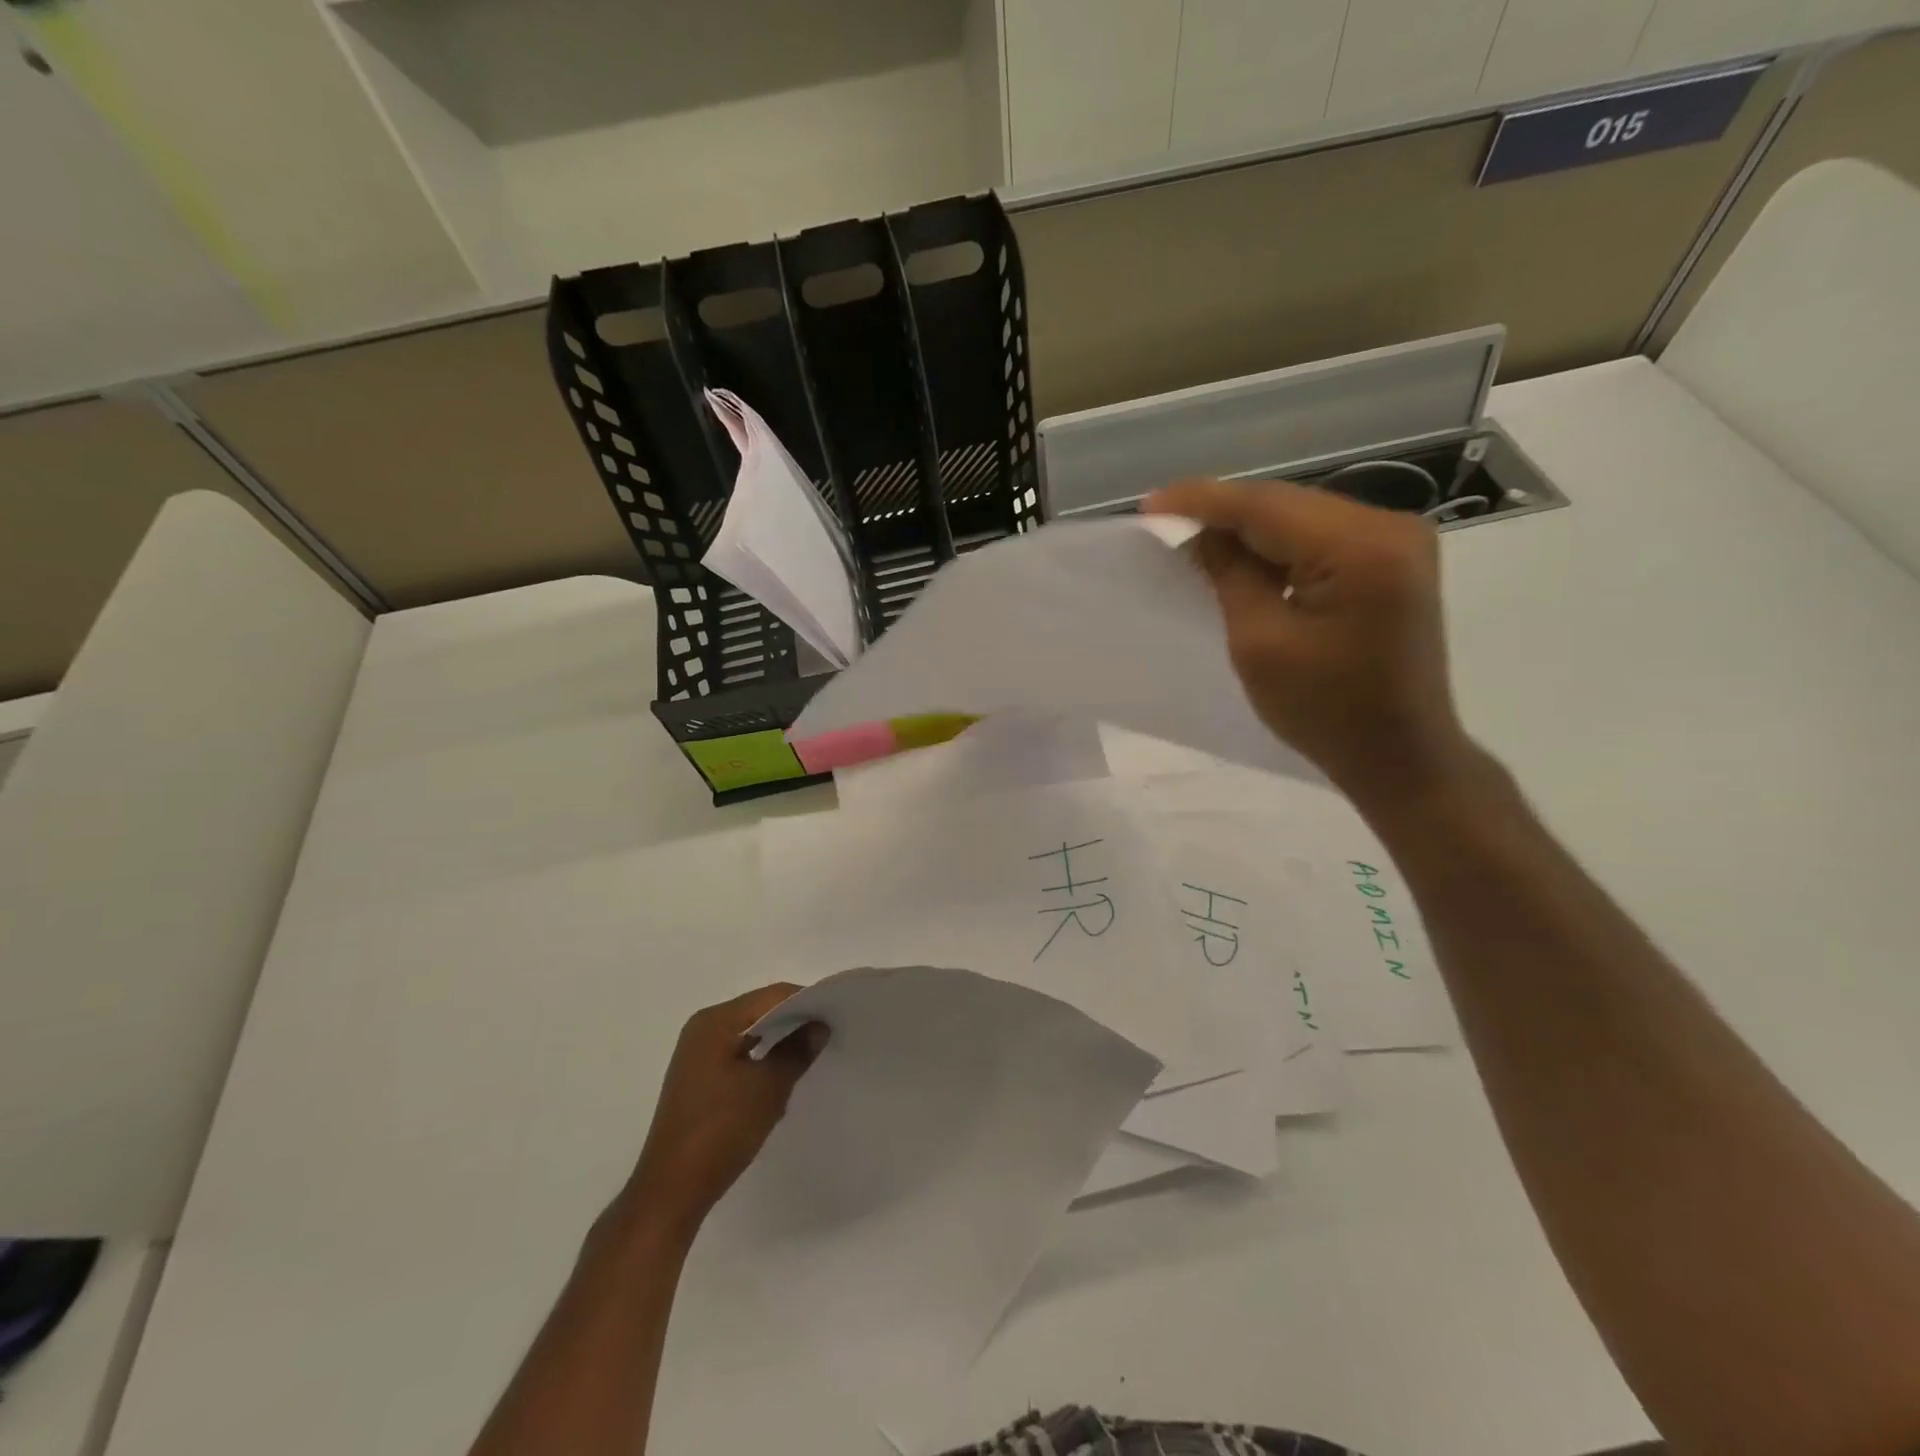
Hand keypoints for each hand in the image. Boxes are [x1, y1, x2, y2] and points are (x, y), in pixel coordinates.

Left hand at [618, 984, 824, 1240]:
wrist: (672, 1191)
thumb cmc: (721, 1130)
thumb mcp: (768, 1087)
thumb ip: (797, 1050)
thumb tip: (820, 1025)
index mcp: (715, 1021)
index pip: (772, 996)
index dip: (807, 1001)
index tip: (837, 1014)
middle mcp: (703, 1028)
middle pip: (759, 1011)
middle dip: (794, 1020)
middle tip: (829, 1033)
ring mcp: (698, 1054)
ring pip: (750, 1033)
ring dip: (779, 1040)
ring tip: (811, 1052)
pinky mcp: (699, 1079)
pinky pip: (739, 1053)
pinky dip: (762, 1058)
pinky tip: (783, 1074)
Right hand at [1146, 478, 1477, 809]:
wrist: (1398, 754)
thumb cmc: (1324, 711)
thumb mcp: (1259, 643)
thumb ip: (1230, 575)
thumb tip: (1203, 534)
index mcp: (1360, 547)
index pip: (1265, 506)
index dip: (1202, 501)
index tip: (1149, 504)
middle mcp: (1390, 526)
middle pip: (1286, 504)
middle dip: (1224, 513)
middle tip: (1165, 521)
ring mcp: (1398, 540)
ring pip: (1301, 516)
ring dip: (1248, 529)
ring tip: (1194, 540)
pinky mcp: (1394, 559)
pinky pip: (1321, 536)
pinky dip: (1278, 545)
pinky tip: (1243, 557)